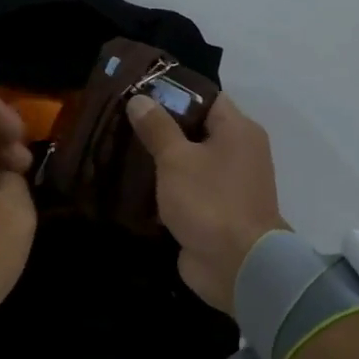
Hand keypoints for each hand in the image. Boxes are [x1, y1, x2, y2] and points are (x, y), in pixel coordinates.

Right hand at [126, 92, 287, 313]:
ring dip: (160, 158)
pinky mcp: (214, 210)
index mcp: (238, 130)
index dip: (173, 92)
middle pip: (195, 129)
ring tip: (121, 148)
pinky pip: (187, 188)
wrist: (237, 266)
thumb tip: (140, 99)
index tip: (139, 92)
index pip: (205, 98)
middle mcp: (238, 152)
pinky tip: (133, 183)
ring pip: (188, 160)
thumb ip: (157, 128)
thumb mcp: (176, 159)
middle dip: (160, 126)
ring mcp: (227, 184)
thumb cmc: (209, 201)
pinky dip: (165, 185)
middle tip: (122, 120)